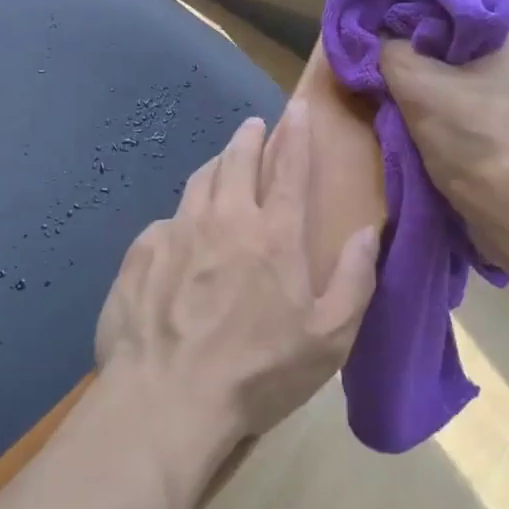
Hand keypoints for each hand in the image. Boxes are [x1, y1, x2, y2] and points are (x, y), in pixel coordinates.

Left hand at [94, 103, 379, 499]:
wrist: (165, 399)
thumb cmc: (257, 373)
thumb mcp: (327, 339)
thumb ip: (354, 280)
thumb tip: (367, 231)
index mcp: (274, 235)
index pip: (290, 167)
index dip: (296, 133)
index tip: (296, 109)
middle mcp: (225, 219)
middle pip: (238, 160)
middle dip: (250, 137)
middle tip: (254, 126)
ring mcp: (177, 231)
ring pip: (199, 181)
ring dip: (215, 165)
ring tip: (222, 162)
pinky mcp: (141, 252)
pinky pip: (166, 221)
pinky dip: (180, 217)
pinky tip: (179, 232)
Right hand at [380, 14, 508, 266]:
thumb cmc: (472, 139)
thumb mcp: (418, 87)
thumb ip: (392, 53)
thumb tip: (383, 40)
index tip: (398, 5)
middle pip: (471, 37)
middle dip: (431, 39)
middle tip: (393, 42)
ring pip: (474, 74)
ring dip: (441, 76)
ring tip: (404, 79)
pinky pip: (480, 105)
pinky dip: (454, 105)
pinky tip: (429, 116)